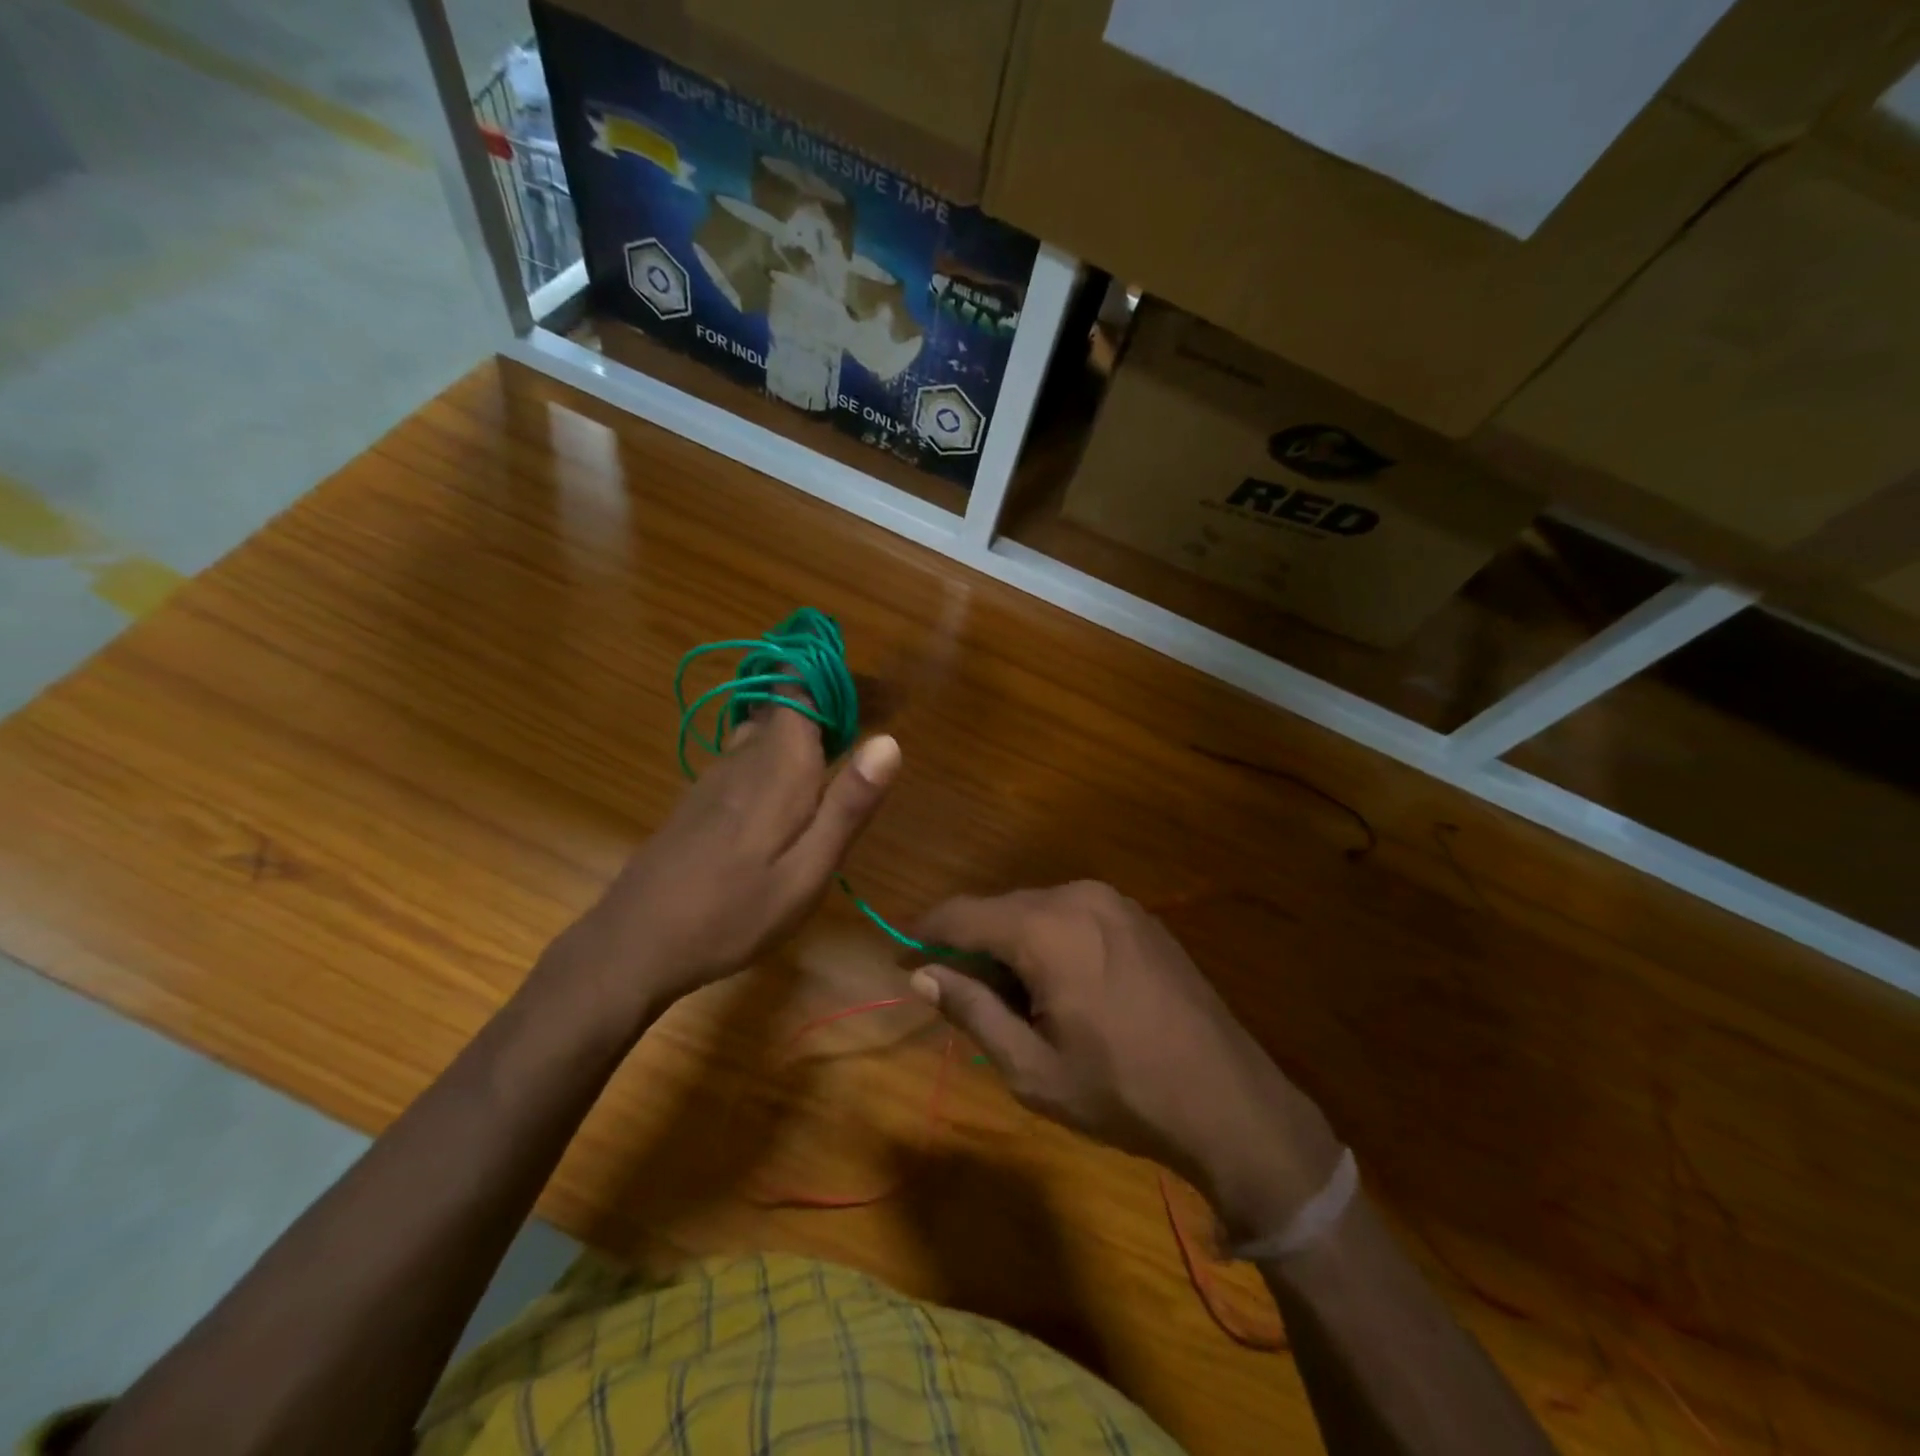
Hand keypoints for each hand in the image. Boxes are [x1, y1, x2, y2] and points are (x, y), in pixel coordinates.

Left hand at [542, 708, 899, 1034]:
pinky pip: (746, 752)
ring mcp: (716, 776)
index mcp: (777, 765)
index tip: (875, 688)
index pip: (800, 686)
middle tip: (875, 716)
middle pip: (786, 702)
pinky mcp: (700, 798)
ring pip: (764, 726)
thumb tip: (889, 741)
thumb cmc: (732, 913)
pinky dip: (778, 749)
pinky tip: (792, 782)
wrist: (634, 943)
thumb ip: (848, 805)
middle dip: (829, 700)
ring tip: (843, 743)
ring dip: (803, 725)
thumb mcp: (807, 872)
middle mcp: (744, 756)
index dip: (835, 676)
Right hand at [911, 881, 1343, 1240]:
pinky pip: (1072, 914)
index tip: (903, 963)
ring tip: (1015, 1000)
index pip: (962, 914)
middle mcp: (1077, 896)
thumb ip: (972, 1010)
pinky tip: (1061, 986)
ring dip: (1012, 944)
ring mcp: (1114, 901)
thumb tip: (923, 975)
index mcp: (1045, 928)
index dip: (924, 935)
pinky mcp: (1139, 915)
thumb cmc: (1120, 1091)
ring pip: (1036, 910)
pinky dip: (1049, 939)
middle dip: (971, 946)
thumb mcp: (1031, 1067)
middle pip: (1000, 908)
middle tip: (960, 997)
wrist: (1228, 1100)